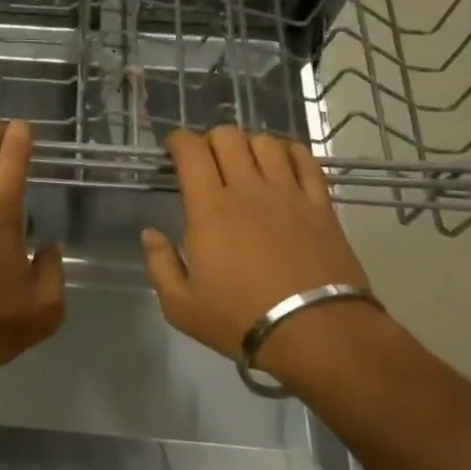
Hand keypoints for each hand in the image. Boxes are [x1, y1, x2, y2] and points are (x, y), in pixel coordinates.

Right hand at [141, 126, 386, 388]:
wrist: (316, 333)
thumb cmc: (240, 319)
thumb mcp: (180, 305)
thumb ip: (160, 263)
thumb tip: (150, 232)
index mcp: (209, 210)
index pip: (191, 152)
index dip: (178, 141)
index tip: (172, 149)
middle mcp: (248, 190)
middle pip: (228, 137)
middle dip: (210, 140)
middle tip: (206, 160)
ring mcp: (288, 194)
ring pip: (266, 143)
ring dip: (248, 144)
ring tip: (244, 162)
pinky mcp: (320, 204)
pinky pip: (305, 160)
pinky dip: (289, 152)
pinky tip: (282, 164)